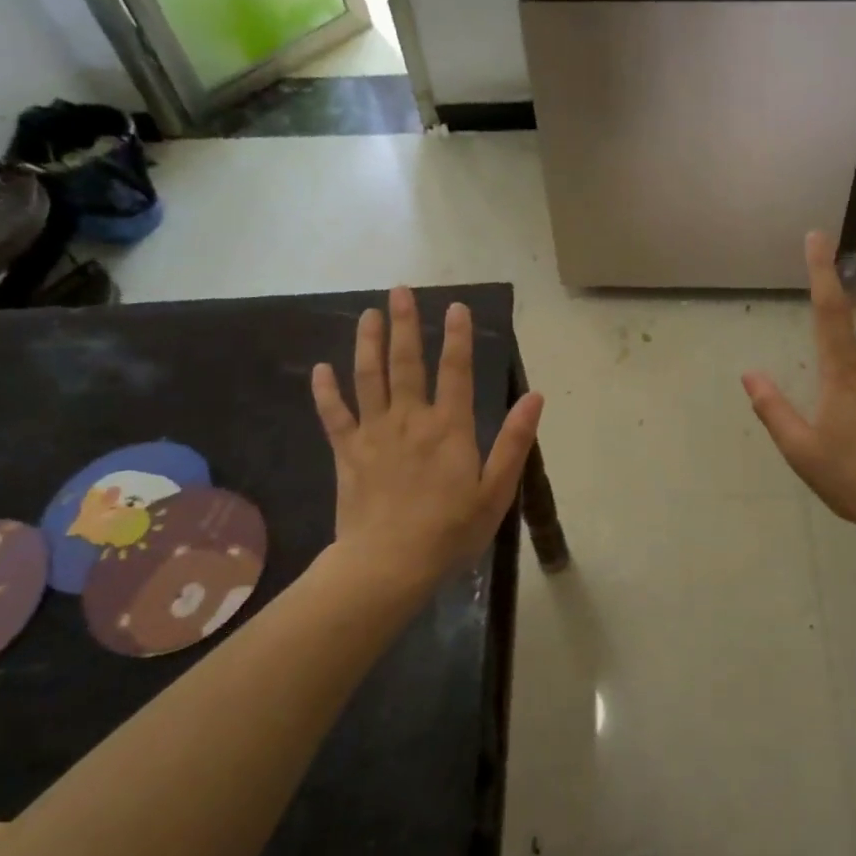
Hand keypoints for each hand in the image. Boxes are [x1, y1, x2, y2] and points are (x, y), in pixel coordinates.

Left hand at [312, 289, 543, 590]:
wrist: (388, 564)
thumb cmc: (450, 531)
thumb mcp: (496, 491)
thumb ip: (515, 441)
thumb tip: (535, 397)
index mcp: (449, 427)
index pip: (456, 371)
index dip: (458, 337)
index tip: (456, 306)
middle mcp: (410, 419)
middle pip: (406, 362)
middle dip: (404, 324)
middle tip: (400, 291)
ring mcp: (374, 433)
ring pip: (368, 378)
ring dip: (368, 343)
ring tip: (368, 314)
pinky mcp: (347, 453)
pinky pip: (334, 415)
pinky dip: (326, 392)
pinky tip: (320, 370)